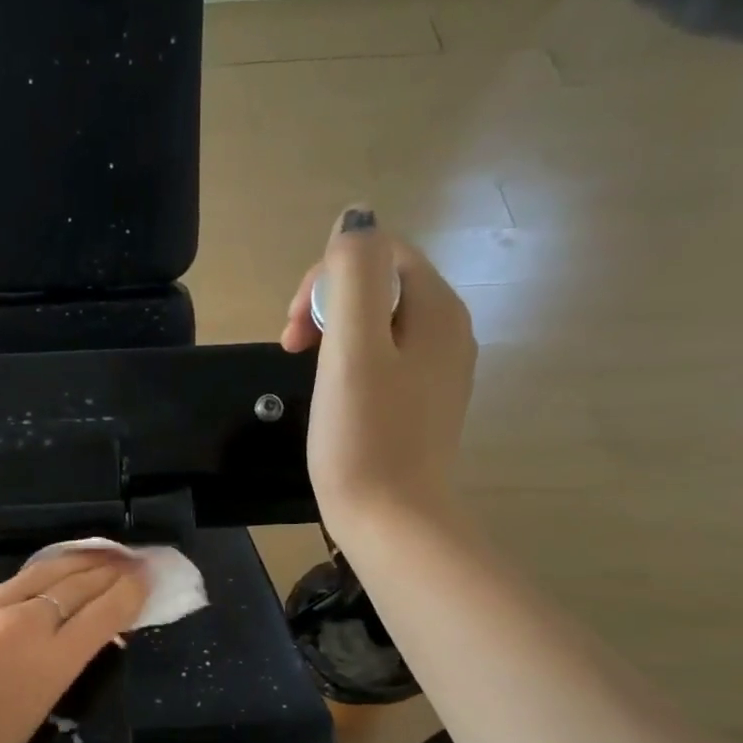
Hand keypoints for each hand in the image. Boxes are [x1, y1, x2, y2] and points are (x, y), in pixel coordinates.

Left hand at [0, 551, 150, 742]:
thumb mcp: (25, 723)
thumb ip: (54, 676)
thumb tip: (73, 647)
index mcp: (47, 662)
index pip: (105, 612)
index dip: (132, 591)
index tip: (148, 576)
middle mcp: (19, 622)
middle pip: (76, 581)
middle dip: (110, 567)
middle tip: (132, 556)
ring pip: (38, 574)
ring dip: (73, 563)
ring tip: (95, 555)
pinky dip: (27, 584)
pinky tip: (34, 585)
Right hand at [282, 206, 476, 537]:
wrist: (393, 523)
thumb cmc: (364, 439)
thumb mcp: (351, 349)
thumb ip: (352, 275)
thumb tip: (355, 218)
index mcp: (437, 309)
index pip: (378, 254)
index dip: (324, 280)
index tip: (293, 333)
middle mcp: (449, 331)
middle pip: (380, 287)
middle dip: (327, 306)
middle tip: (293, 351)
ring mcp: (439, 371)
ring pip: (379, 325)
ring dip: (335, 337)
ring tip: (310, 376)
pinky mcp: (423, 404)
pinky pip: (385, 361)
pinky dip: (352, 366)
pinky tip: (336, 399)